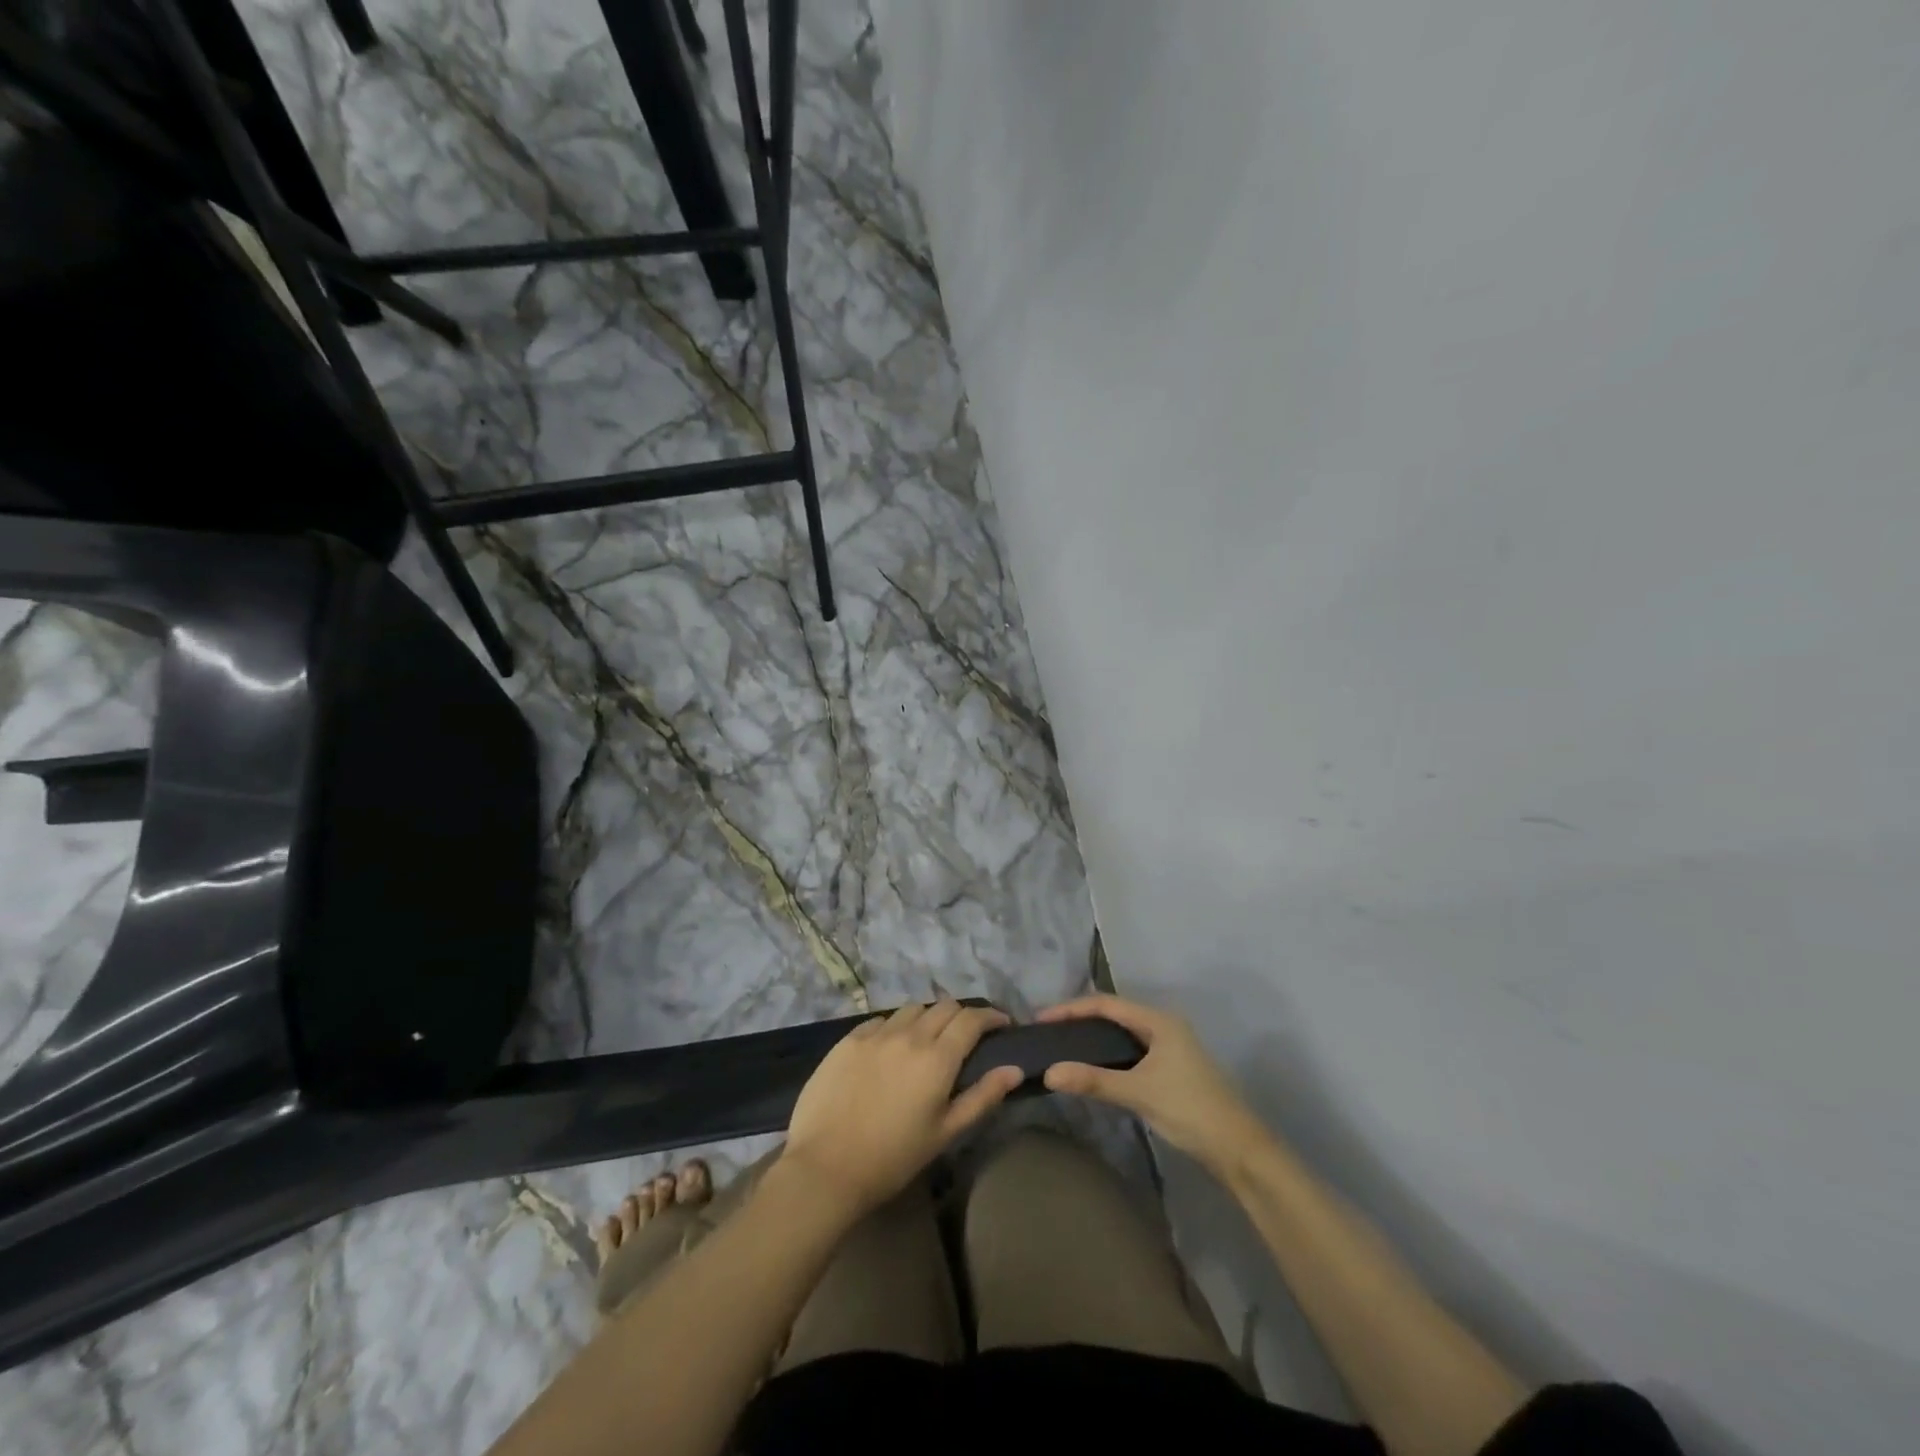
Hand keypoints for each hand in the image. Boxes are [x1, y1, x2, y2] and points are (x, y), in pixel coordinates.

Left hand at [781, 1000, 1023, 1220]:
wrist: (825, 1167)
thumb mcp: (945, 1133)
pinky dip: (896, 1026)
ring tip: (928, 1039)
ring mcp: (876, 1033)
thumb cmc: (892, 1158)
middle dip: (962, 1015)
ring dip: (928, 1017)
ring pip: (912, 1009)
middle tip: (967, 1035)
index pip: (972, 1019)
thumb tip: (1014, 1069)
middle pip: (945, 1006)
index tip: (1001, 1024)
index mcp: (937, 1058)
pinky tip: (891, 1047)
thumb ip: (982, 1097)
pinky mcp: (848, 1039)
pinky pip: (881, 1020)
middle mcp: (909, 1035)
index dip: (991, 1016)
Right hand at [1039, 994, 1268, 1172]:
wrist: (1238, 1149)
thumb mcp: (1138, 1092)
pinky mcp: (1170, 1068)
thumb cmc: (1190, 1109)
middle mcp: (1164, 1026)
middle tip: (1048, 1032)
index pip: (1106, 1004)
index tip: (1042, 1019)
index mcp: (1159, 1020)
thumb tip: (1050, 1073)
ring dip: (1094, 1037)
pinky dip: (1108, 1053)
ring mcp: (1169, 1047)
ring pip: (1122, 1033)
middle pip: (1114, 1014)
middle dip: (1080, 1020)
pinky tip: (1092, 1066)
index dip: (1071, 1009)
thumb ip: (1094, 1080)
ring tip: (1063, 1046)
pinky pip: (1130, 1050)